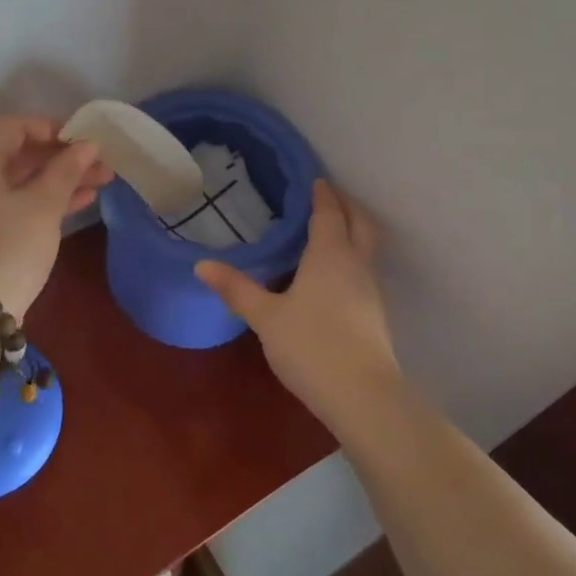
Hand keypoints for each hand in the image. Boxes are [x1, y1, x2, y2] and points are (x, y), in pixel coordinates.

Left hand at [0, 116, 110, 318]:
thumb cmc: (9, 245)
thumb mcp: (44, 205)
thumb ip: (67, 169)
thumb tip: (89, 144)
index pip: (18, 126)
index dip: (55, 129)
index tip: (88, 140)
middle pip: (21, 151)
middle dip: (63, 156)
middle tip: (102, 162)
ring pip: (22, 177)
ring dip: (60, 177)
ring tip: (103, 180)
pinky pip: (15, 198)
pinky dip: (44, 197)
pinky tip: (84, 200)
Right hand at [196, 180, 400, 434]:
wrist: (364, 397)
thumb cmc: (311, 345)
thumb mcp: (266, 317)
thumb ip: (235, 289)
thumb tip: (201, 264)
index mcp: (330, 254)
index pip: (329, 212)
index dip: (322, 193)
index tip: (313, 178)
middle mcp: (355, 264)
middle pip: (360, 222)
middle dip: (346, 204)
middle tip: (326, 196)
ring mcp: (370, 290)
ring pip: (367, 246)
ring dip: (353, 230)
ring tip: (328, 230)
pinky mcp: (375, 314)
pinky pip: (364, 269)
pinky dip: (352, 256)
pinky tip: (332, 273)